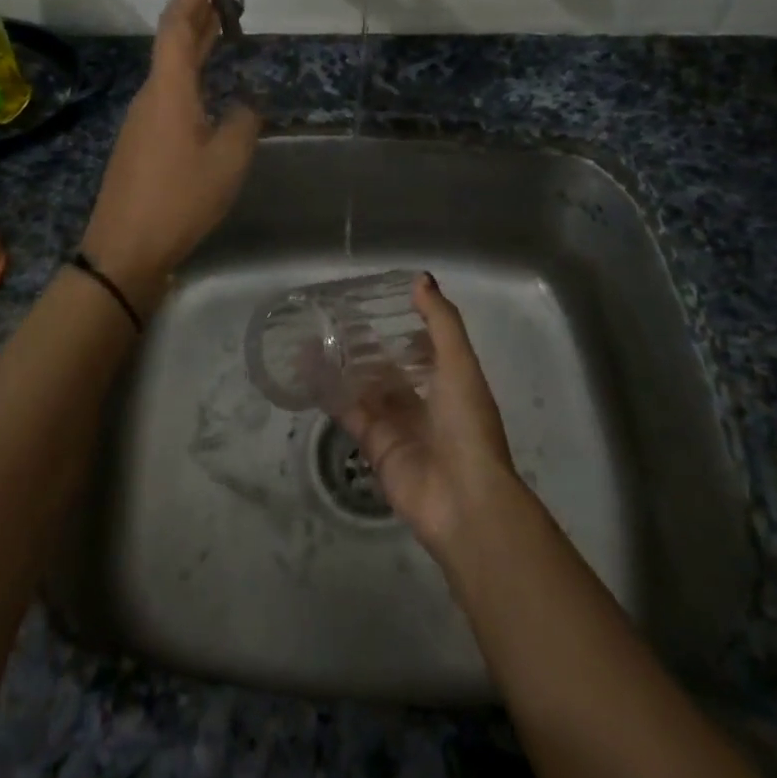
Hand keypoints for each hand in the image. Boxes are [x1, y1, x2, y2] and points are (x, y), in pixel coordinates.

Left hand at [80, 0, 260, 311]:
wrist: (125, 248)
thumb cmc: (180, 198)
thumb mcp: (228, 160)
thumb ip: (243, 122)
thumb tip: (245, 105)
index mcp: (169, 90)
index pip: (177, 26)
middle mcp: (151, 96)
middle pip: (171, 42)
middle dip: (197, 13)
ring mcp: (143, 120)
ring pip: (170, 69)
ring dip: (195, 45)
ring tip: (223, 31)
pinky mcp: (142, 143)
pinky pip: (169, 93)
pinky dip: (191, 75)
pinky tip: (209, 87)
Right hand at [337, 274, 519, 555]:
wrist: (462, 499)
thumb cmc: (467, 424)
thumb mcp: (459, 363)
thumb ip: (440, 320)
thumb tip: (421, 278)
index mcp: (451, 383)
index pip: (427, 349)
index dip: (408, 328)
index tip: (381, 305)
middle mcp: (425, 403)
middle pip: (393, 369)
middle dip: (370, 347)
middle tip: (338, 319)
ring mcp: (399, 425)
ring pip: (367, 388)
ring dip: (346, 366)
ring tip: (316, 336)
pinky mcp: (374, 445)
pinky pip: (350, 413)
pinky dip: (331, 393)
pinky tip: (309, 370)